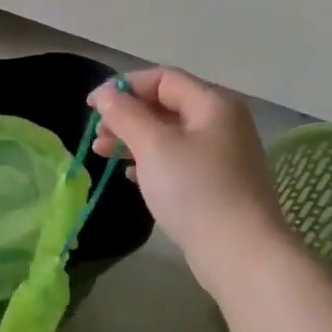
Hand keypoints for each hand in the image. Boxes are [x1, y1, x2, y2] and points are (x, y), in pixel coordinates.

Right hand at [88, 68, 290, 287]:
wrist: (240, 252)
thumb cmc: (195, 190)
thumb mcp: (153, 146)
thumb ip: (126, 114)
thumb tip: (106, 94)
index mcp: (213, 104)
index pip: (163, 78)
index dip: (124, 87)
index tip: (91, 106)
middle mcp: (222, 123)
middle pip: (166, 105)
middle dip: (127, 115)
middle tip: (96, 135)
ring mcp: (222, 155)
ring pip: (169, 135)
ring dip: (134, 139)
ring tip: (103, 154)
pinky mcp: (217, 183)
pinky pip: (178, 160)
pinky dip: (151, 161)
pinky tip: (130, 175)